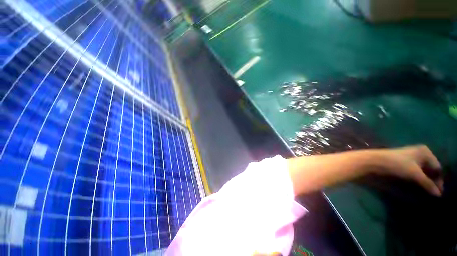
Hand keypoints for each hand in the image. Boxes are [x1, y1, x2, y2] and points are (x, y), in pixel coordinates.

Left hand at [377, 145, 442, 195]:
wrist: (372, 161)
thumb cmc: (396, 165)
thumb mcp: (415, 175)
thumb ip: (428, 184)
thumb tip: (439, 194)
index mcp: (425, 152)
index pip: (437, 168)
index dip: (438, 181)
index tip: (439, 194)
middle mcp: (418, 152)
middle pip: (429, 170)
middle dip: (432, 181)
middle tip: (432, 194)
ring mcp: (409, 157)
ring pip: (421, 172)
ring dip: (424, 182)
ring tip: (425, 192)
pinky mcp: (400, 163)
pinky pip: (413, 173)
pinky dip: (416, 180)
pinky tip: (416, 186)